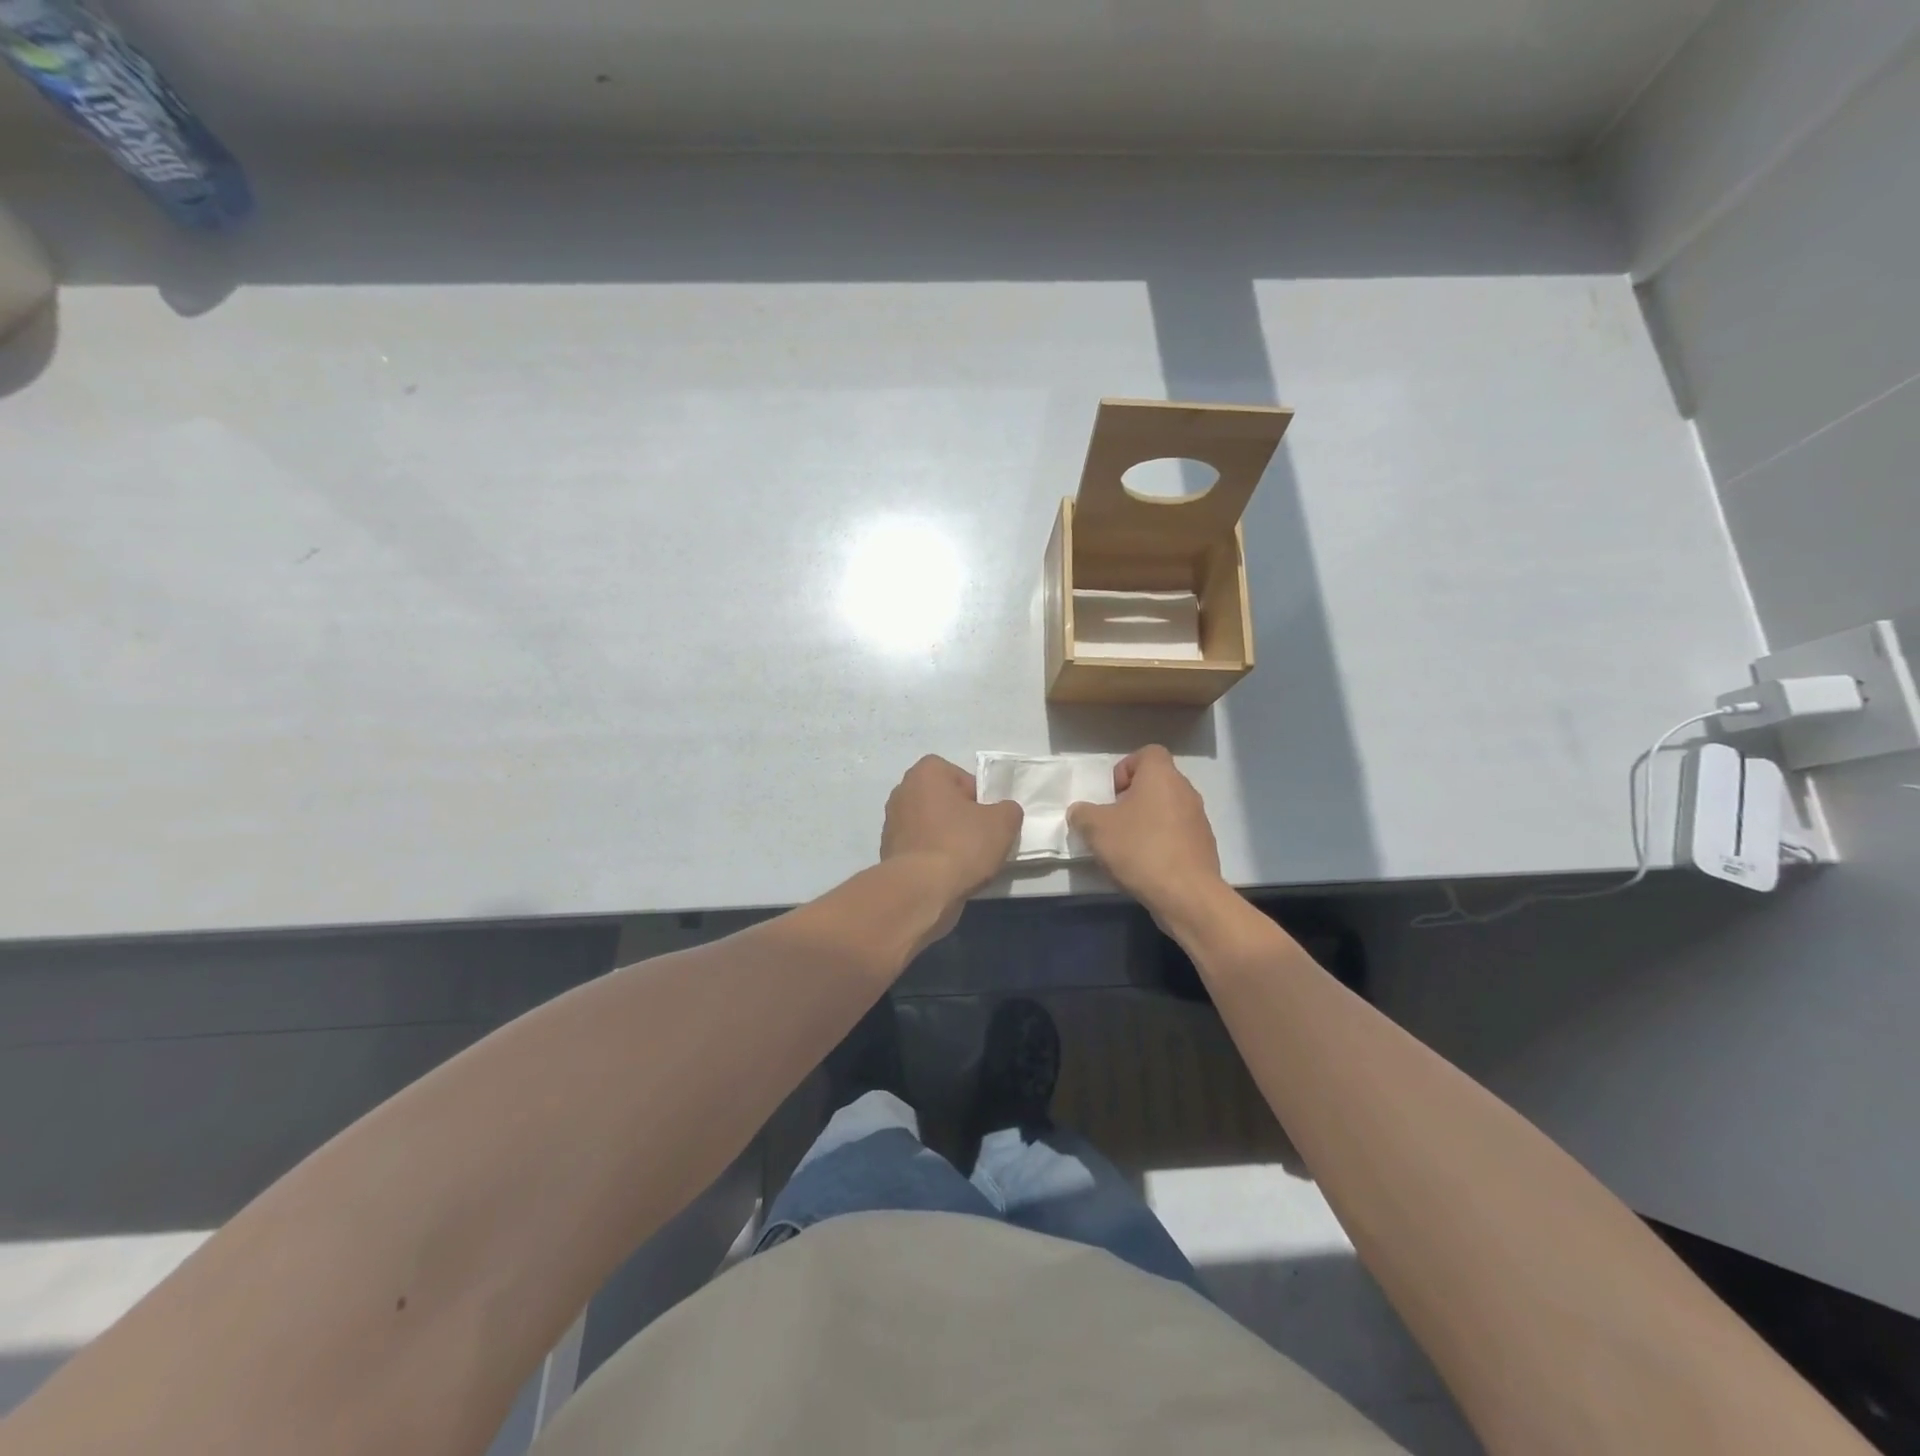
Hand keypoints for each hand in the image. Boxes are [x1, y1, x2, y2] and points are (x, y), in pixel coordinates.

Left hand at [881, 756, 1021, 926]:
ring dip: (946, 838)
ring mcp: (891, 823)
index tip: (987, 817)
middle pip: (942, 800)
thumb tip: (1003, 812)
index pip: (959, 776)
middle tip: (980, 838)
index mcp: (925, 773)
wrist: (920, 891)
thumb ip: (1008, 809)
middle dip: (960, 816)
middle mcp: (902, 791)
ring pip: (930, 825)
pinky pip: (919, 848)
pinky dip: (931, 857)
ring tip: (965, 860)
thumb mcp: (1003, 823)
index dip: (977, 796)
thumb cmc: (961, 845)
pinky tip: (947, 874)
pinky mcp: (888, 852)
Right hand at [1068, 746, 1224, 917]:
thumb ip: (1082, 813)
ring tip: (1127, 848)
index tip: (1112, 795)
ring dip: (1147, 822)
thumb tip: (1081, 812)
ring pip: (1167, 810)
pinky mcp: (1204, 846)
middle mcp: (1185, 791)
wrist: (1186, 894)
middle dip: (1132, 799)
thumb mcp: (1095, 828)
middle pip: (1156, 783)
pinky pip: (1177, 834)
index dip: (1126, 769)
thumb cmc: (1139, 849)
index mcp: (1161, 776)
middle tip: (1114, 823)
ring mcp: (1199, 819)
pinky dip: (1162, 843)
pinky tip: (1146, 866)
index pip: (1147, 753)